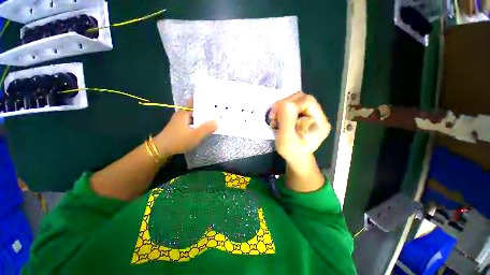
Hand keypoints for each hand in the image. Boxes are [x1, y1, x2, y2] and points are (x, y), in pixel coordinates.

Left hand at [154, 105, 217, 155]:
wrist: (161, 150)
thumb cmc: (178, 140)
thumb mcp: (195, 135)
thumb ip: (207, 128)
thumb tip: (219, 121)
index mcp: (185, 112)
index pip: (195, 101)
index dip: (204, 100)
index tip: (214, 99)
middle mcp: (183, 114)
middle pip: (196, 108)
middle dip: (207, 109)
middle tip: (219, 109)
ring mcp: (181, 121)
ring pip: (195, 116)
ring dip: (204, 116)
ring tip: (215, 117)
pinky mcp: (181, 127)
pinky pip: (193, 122)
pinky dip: (200, 122)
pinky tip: (206, 126)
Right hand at [271, 92, 330, 165]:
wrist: (296, 158)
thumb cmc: (291, 152)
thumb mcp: (286, 139)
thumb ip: (287, 121)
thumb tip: (285, 103)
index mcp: (319, 123)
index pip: (307, 102)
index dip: (290, 103)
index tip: (276, 112)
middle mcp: (319, 116)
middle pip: (303, 98)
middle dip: (286, 103)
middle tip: (274, 114)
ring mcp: (312, 116)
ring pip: (297, 100)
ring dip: (284, 106)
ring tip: (275, 117)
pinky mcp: (305, 116)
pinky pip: (294, 106)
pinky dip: (284, 109)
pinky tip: (279, 118)